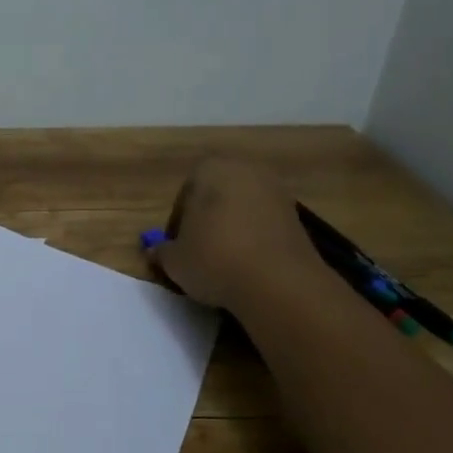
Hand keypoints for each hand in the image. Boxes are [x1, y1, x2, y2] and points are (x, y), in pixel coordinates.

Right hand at [148, 157, 329, 310]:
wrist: (277, 282)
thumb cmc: (213, 259)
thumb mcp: (174, 261)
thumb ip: (161, 252)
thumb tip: (154, 251)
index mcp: (210, 170)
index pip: (185, 194)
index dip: (177, 223)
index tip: (176, 248)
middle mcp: (246, 171)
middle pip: (216, 198)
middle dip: (206, 222)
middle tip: (198, 253)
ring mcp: (277, 192)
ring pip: (242, 211)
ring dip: (231, 231)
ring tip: (224, 263)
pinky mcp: (298, 217)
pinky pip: (264, 225)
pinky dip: (254, 241)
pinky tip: (248, 266)